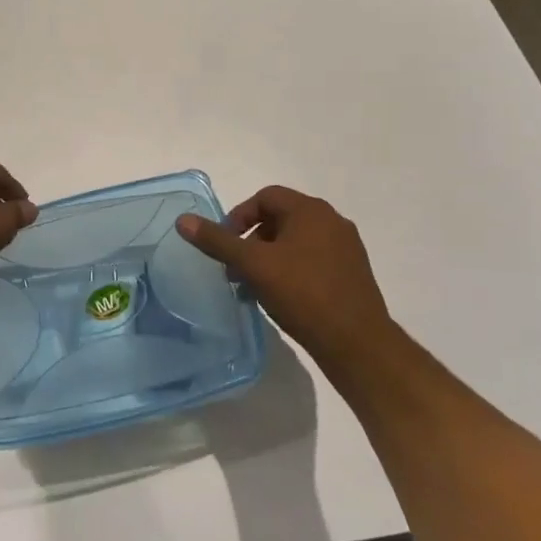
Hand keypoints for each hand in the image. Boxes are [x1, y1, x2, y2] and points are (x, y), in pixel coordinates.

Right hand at [175, 185, 394, 365]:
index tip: (226, 244)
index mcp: (311, 211)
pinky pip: (312, 260)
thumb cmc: (303, 294)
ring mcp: (346, 248)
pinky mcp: (352, 273)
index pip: (266, 197)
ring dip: (269, 257)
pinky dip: (290, 270)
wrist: (357, 343)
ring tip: (254, 286)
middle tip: (236, 268)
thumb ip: (218, 241)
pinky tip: (281, 297)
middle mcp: (332, 221)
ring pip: (295, 241)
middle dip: (251, 240)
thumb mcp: (253, 265)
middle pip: (280, 218)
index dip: (239, 216)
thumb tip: (183, 220)